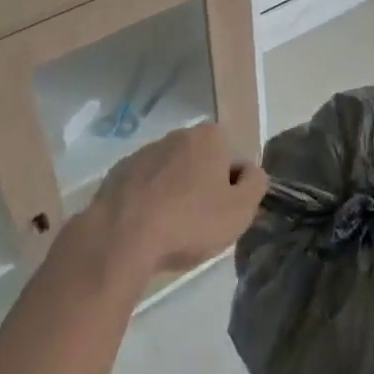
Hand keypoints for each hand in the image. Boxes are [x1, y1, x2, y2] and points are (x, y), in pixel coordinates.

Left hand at [89, 123, 267, 276]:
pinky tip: (142, 231)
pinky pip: (142, 188)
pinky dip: (146, 204)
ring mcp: (144, 152)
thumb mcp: (240, 210)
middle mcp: (178, 134)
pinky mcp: (117, 173)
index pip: (232, 160)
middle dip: (201, 189)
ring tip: (167, 233)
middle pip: (200, 164)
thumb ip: (256, 184)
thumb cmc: (188, 221)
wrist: (120, 238)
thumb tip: (251, 172)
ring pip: (170, 175)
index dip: (231, 189)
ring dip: (173, 196)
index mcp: (210, 136)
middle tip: (197, 226)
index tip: (222, 216)